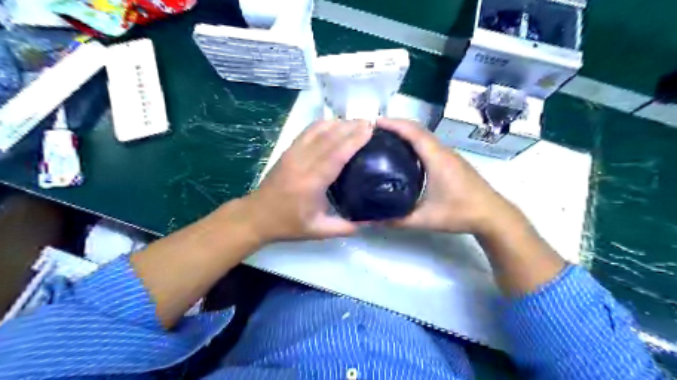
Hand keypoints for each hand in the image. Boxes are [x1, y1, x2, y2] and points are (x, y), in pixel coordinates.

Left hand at [240, 119, 371, 242]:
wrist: (257, 216)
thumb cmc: (288, 224)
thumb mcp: (319, 231)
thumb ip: (345, 227)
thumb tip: (371, 221)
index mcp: (311, 183)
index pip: (336, 155)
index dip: (354, 140)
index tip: (370, 130)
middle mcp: (302, 163)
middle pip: (329, 137)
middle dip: (351, 127)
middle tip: (370, 123)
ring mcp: (293, 153)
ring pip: (318, 130)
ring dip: (338, 123)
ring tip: (356, 123)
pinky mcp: (288, 150)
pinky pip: (308, 131)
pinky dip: (323, 124)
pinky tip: (335, 124)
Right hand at [379, 118, 516, 235]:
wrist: (493, 215)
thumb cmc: (460, 213)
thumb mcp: (425, 219)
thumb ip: (397, 220)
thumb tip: (371, 221)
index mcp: (436, 158)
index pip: (413, 132)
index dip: (393, 124)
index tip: (373, 123)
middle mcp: (443, 151)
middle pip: (417, 129)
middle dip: (395, 125)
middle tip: (373, 132)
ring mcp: (449, 155)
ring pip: (424, 136)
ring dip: (405, 133)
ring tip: (384, 140)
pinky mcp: (452, 161)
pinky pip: (429, 144)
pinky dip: (414, 142)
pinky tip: (404, 155)